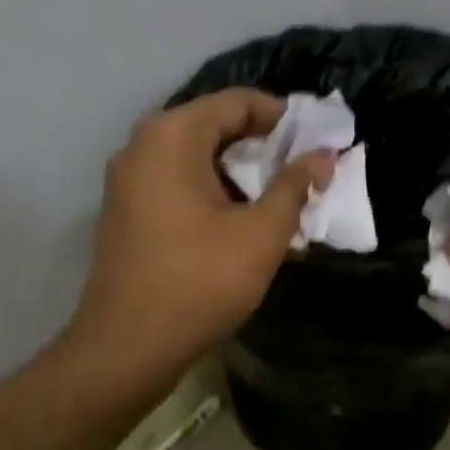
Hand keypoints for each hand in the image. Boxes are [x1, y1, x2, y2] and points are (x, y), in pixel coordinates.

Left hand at [67, 88, 333, 384]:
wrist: (128, 347)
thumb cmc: (200, 282)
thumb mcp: (260, 234)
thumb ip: (295, 187)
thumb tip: (323, 156)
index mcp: (171, 136)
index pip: (237, 103)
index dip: (284, 118)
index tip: (318, 141)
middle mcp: (142, 147)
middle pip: (214, 129)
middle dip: (264, 150)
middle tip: (304, 175)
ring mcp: (128, 182)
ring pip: (197, 161)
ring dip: (241, 178)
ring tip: (280, 204)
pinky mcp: (126, 214)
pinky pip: (178, 187)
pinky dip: (214, 197)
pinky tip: (243, 226)